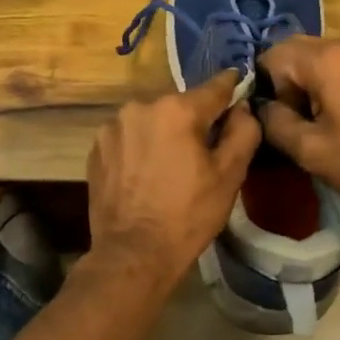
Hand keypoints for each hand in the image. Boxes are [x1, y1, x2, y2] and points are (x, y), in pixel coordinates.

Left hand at [86, 70, 260, 288]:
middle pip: (180, 106)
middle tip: (204, 150)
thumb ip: (243, 132)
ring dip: (164, 134)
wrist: (132, 254)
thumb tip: (243, 107)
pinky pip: (129, 138)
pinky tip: (146, 175)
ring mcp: (113, 127)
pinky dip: (141, 148)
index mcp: (177, 109)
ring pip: (152, 121)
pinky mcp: (96, 148)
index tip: (239, 85)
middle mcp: (141, 107)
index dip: (232, 87)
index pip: (215, 87)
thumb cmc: (188, 215)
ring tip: (171, 166)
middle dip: (194, 121)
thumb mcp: (229, 176)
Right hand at [255, 35, 339, 201]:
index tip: (286, 119)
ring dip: (314, 80)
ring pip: (324, 54)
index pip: (272, 54)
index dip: (268, 87)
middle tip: (302, 118)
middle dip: (289, 81)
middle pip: (297, 49)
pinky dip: (339, 79)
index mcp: (324, 58)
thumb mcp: (311, 152)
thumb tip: (262, 108)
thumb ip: (275, 124)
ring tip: (327, 118)